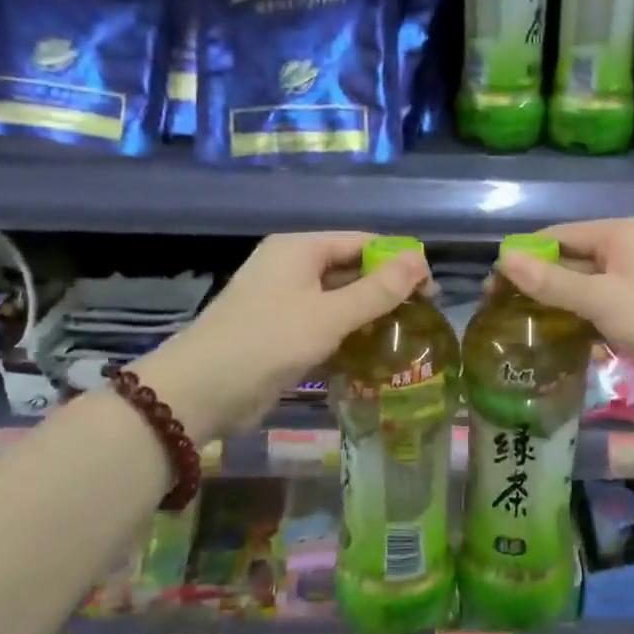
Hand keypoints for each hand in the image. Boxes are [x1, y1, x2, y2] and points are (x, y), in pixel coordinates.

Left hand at [134, 232, 427, 439]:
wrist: (201, 391)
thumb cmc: (268, 341)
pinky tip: (375, 354)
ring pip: (339, 301)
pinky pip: (324, 326)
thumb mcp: (330, 315)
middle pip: (351, 269)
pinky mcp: (281, 334)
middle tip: (424, 315)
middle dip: (387, 290)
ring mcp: (284, 302)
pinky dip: (348, 336)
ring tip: (407, 336)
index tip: (432, 288)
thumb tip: (420, 260)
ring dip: (369, 316)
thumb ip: (378, 290)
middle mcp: (292, 268)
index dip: (400, 260)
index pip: (362, 242)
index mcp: (300, 249)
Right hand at [497, 218, 633, 420]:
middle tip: (499, 311)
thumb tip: (503, 258)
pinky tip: (552, 336)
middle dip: (536, 282)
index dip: (524, 257)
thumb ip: (552, 281)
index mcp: (621, 233)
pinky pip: (597, 305)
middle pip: (570, 259)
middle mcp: (627, 249)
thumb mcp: (602, 299)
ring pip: (582, 285)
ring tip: (518, 326)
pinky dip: (576, 317)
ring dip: (554, 302)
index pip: (559, 236)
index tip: (491, 286)